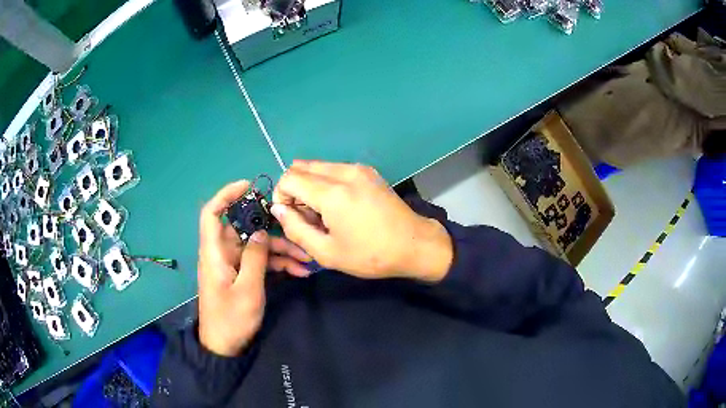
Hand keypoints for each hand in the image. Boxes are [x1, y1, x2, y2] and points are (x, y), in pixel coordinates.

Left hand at [197, 180, 311, 356]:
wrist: (224, 346)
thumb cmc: (231, 319)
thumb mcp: (248, 289)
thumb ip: (255, 257)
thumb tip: (262, 231)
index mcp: (215, 252)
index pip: (212, 213)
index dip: (226, 195)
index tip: (250, 186)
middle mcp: (223, 253)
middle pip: (245, 229)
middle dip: (271, 229)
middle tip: (296, 230)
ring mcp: (233, 264)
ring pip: (257, 246)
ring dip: (280, 250)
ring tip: (305, 260)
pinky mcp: (242, 275)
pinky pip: (260, 262)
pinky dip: (277, 264)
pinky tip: (298, 272)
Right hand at [271, 161, 452, 281]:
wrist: (414, 245)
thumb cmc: (370, 255)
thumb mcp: (327, 253)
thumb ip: (296, 229)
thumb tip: (278, 209)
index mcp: (333, 193)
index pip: (289, 178)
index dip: (281, 197)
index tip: (291, 218)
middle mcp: (344, 172)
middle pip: (300, 167)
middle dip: (294, 190)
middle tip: (306, 216)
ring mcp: (358, 168)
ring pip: (317, 166)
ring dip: (310, 185)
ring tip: (323, 213)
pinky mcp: (368, 171)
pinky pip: (334, 168)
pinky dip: (326, 182)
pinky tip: (339, 205)